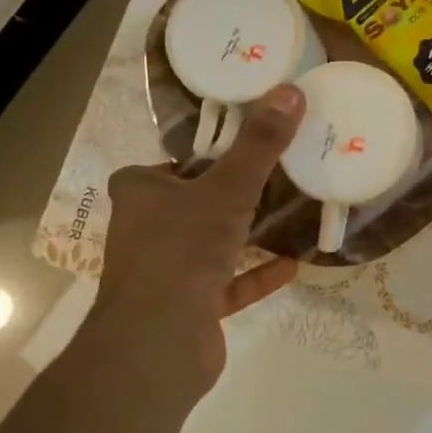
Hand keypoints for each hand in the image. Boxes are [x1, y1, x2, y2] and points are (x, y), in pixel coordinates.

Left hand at [86, 85, 304, 397]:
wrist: (158, 342)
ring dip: (243, 234)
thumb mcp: (228, 188)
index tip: (241, 149)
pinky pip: (226, 285)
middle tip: (275, 176)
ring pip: (208, 245)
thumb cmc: (183, 250)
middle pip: (190, 203)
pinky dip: (255, 275)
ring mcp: (164, 273)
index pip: (166, 166)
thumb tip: (291, 90)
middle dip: (229, 194)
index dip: (200, 157)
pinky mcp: (186, 308)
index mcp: (140, 194)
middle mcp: (145, 230)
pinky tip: (291, 266)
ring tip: (285, 215)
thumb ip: (259, 144)